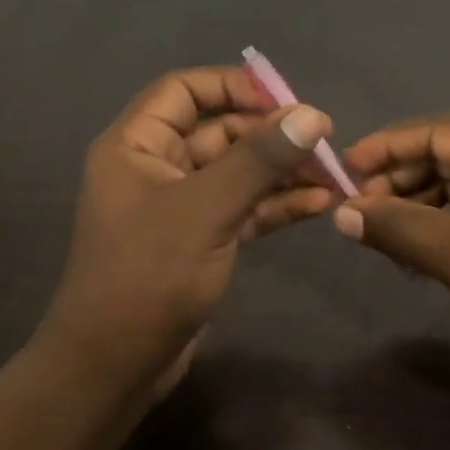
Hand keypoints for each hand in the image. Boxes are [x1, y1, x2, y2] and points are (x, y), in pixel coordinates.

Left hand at [39, 68, 335, 392]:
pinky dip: (274, 206)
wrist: (115, 363)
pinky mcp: (198, 242)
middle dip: (270, 136)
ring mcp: (178, 208)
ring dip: (281, 173)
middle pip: (218, 132)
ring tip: (334, 176)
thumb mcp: (205, 210)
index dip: (233, 86)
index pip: (183, 91)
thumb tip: (311, 115)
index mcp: (135, 145)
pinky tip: (318, 205)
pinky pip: (240, 210)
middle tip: (325, 144)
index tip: (287, 99)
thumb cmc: (148, 276)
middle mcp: (154, 168)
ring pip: (235, 174)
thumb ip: (257, 160)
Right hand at [333, 116, 449, 405]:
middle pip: (448, 153)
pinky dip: (443, 224)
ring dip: (418, 206)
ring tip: (382, 239)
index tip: (341, 171)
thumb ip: (397, 228)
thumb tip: (339, 213)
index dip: (385, 148)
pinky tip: (415, 251)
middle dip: (400, 182)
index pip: (439, 130)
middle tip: (358, 215)